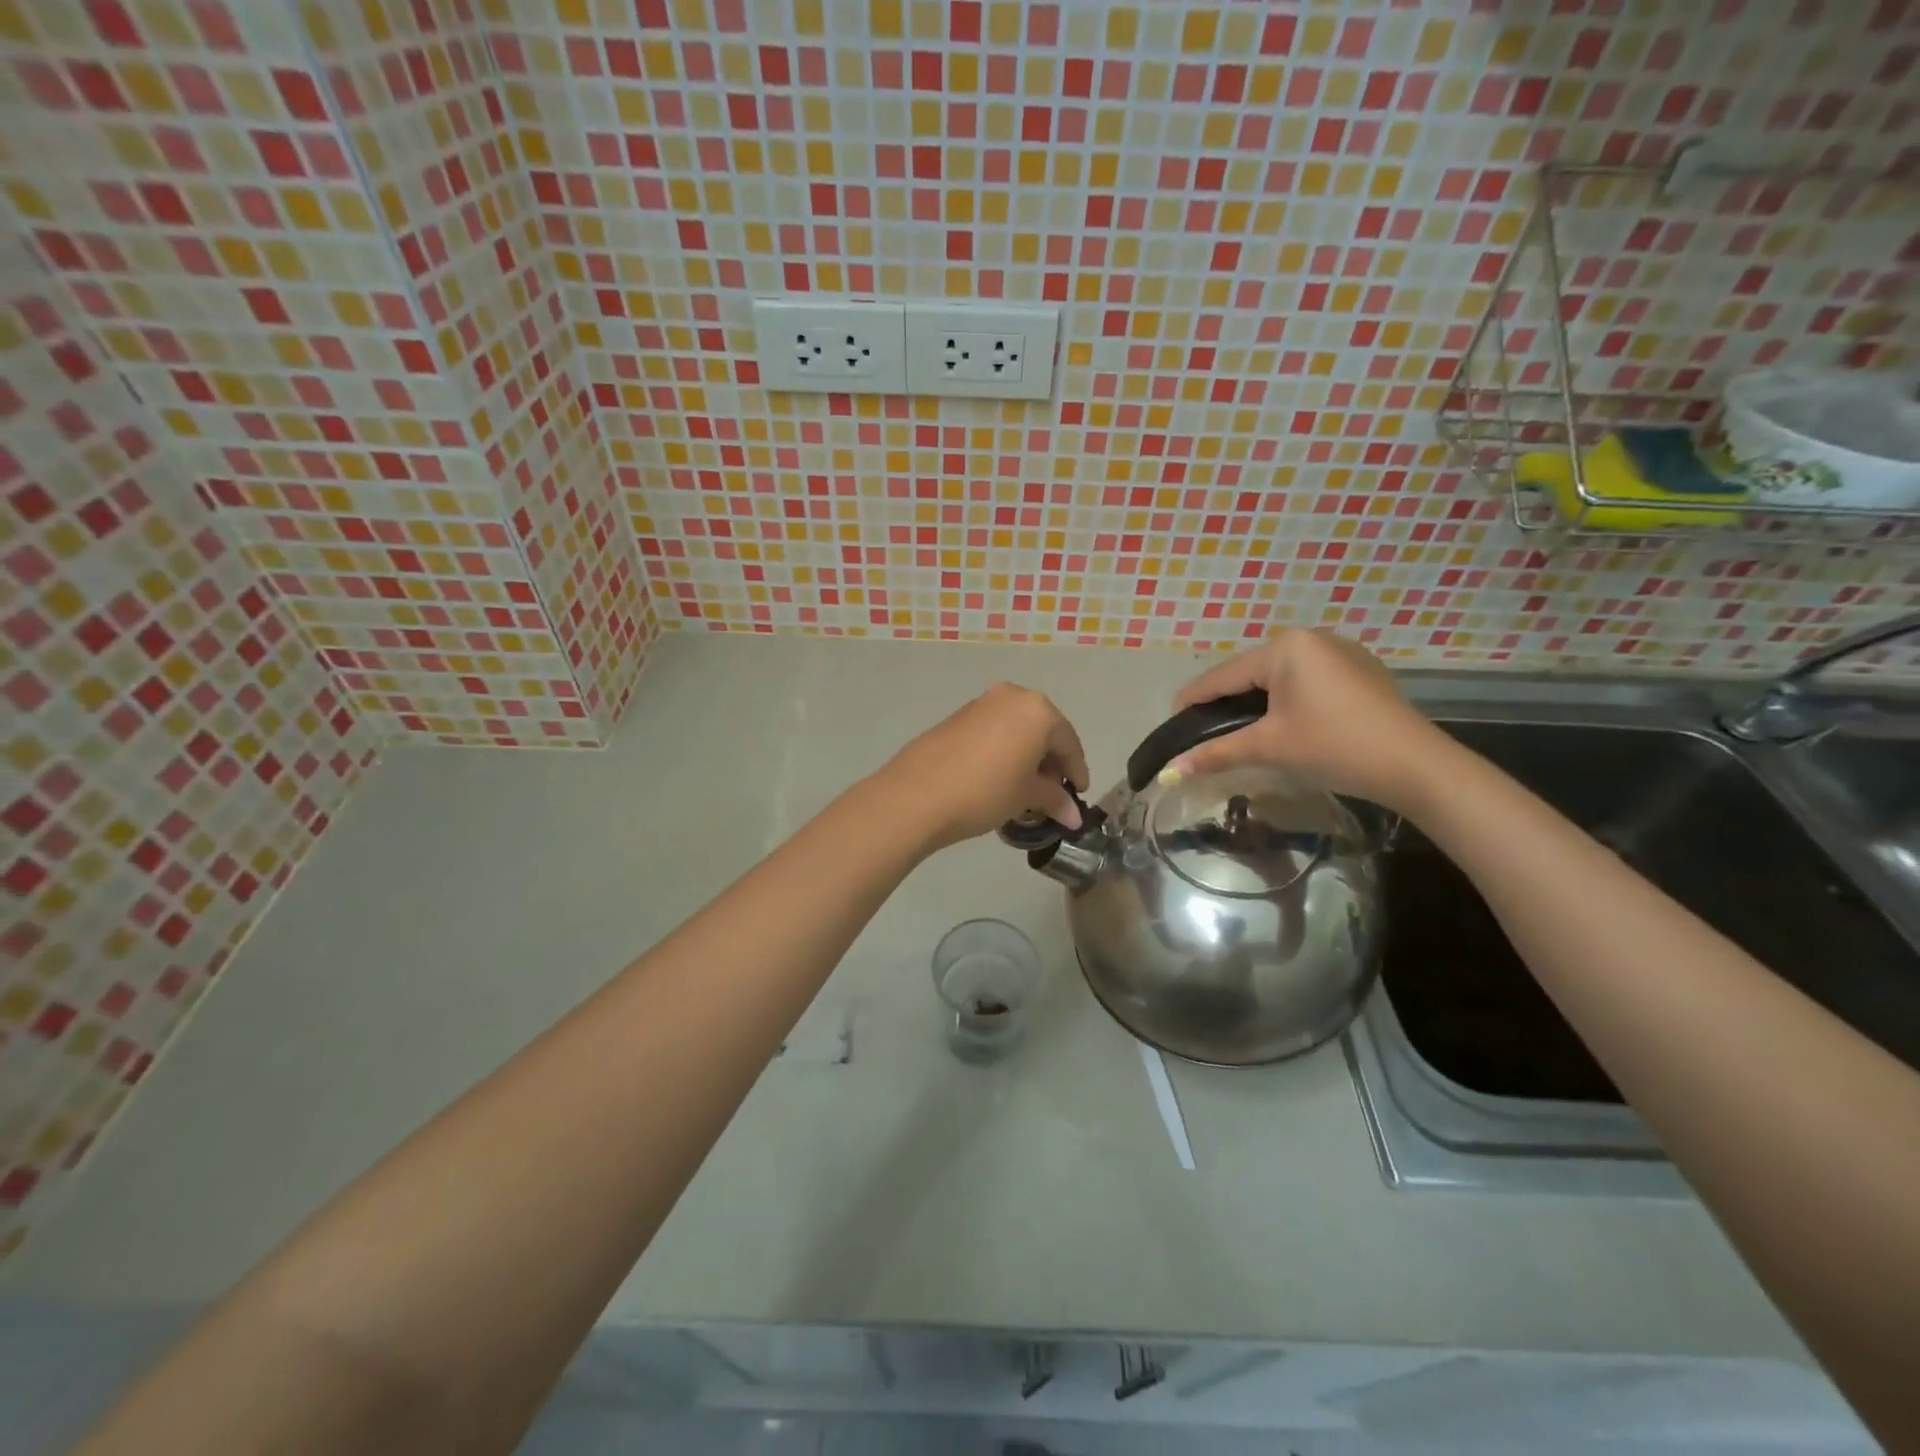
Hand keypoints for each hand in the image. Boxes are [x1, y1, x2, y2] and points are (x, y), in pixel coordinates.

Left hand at [878, 684, 1089, 851]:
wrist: (917, 794)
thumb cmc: (986, 791)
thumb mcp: (1026, 797)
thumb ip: (1054, 800)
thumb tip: (1074, 816)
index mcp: (1038, 710)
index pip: (1068, 743)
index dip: (1076, 772)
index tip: (1079, 794)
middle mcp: (1012, 697)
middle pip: (1043, 731)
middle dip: (1050, 763)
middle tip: (1053, 794)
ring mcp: (981, 704)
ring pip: (1017, 730)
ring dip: (1026, 757)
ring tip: (1025, 790)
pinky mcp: (957, 717)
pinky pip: (993, 732)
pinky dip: (1004, 751)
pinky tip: (999, 778)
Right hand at [1168, 629, 1449, 812]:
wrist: (1415, 766)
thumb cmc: (1334, 747)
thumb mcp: (1269, 747)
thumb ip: (1216, 752)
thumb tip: (1169, 771)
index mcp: (1285, 647)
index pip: (1223, 675)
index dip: (1192, 700)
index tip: (1170, 721)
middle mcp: (1311, 638)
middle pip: (1249, 672)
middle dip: (1225, 701)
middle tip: (1203, 732)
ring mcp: (1339, 651)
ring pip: (1278, 676)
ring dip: (1255, 701)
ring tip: (1237, 730)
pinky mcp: (1358, 669)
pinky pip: (1305, 680)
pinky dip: (1285, 699)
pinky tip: (1282, 723)